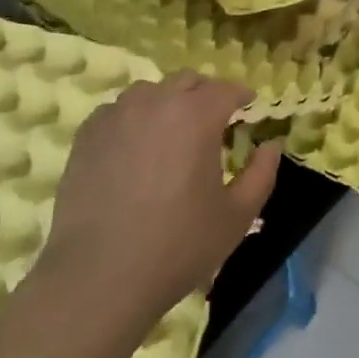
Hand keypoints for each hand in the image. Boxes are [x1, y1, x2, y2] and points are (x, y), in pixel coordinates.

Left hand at [36, 72, 279, 333]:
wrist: (99, 276)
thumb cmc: (178, 246)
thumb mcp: (236, 216)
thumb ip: (261, 174)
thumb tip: (271, 145)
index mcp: (196, 116)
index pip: (226, 89)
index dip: (241, 94)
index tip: (248, 105)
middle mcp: (156, 102)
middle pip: (187, 81)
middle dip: (205, 94)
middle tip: (212, 120)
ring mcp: (116, 115)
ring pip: (149, 91)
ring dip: (167, 102)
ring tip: (170, 132)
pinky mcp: (87, 135)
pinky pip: (116, 111)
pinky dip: (133, 119)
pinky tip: (134, 148)